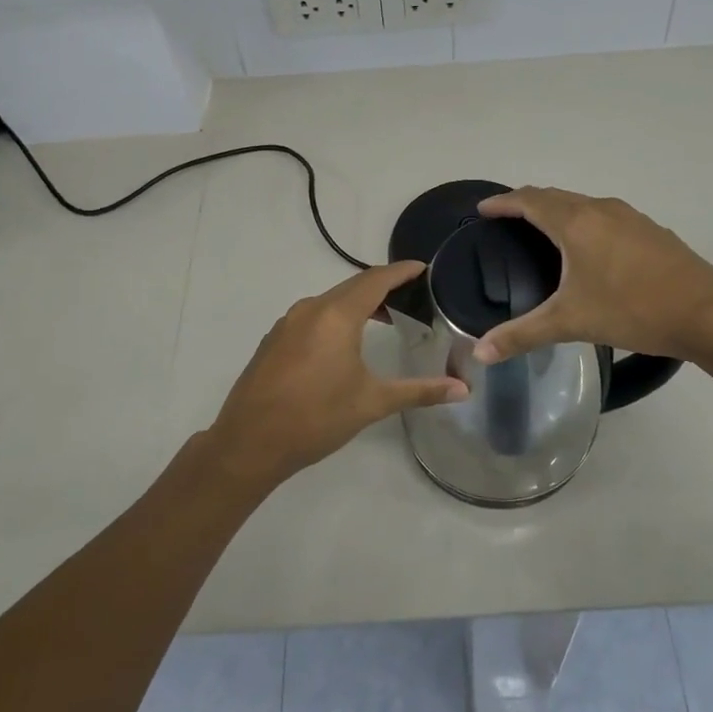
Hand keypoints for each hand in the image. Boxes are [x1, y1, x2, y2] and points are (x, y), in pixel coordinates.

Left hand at [201, 261, 468, 486]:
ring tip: (385, 317)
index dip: (402, 271)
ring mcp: (287, 322)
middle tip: (412, 294)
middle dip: (383, 286)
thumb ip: (419, 391)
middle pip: (353, 286)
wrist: (249, 443)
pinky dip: (336, 316)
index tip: (424, 268)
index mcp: (337, 315)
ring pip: (330, 300)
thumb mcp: (372, 403)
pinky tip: (345, 341)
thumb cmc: (316, 418)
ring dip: (358, 302)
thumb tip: (463, 390)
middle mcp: (311, 309)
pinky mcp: (274, 339)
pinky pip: (312, 315)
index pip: (376, 280)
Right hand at [470, 188, 712, 364]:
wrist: (708, 314)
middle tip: (507, 218)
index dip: (503, 202)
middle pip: (555, 196)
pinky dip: (585, 221)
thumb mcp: (570, 322)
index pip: (529, 200)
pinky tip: (591, 248)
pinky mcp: (651, 231)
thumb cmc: (632, 310)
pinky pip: (606, 215)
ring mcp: (631, 217)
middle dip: (528, 202)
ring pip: (584, 204)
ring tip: (544, 230)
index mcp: (576, 222)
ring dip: (559, 209)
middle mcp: (601, 210)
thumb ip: (522, 335)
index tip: (483, 209)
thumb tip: (479, 353)